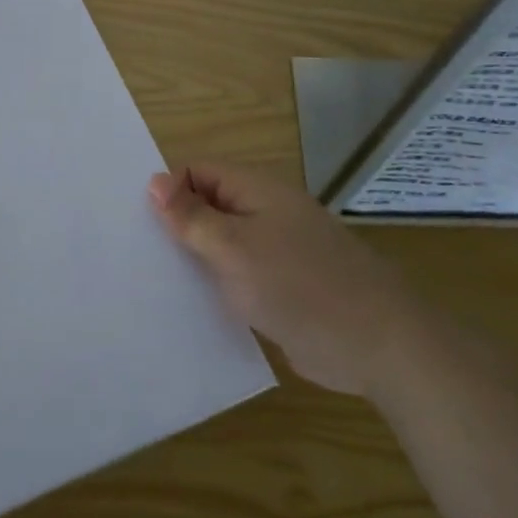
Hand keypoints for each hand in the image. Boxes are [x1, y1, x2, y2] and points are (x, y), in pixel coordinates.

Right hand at [149, 162, 415, 398]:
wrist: (379, 345)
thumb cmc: (300, 286)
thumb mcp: (234, 248)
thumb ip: (192, 217)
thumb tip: (153, 181)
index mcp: (256, 190)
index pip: (197, 171)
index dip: (169, 191)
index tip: (141, 223)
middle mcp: (265, 213)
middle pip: (208, 206)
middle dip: (177, 226)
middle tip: (138, 253)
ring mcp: (276, 251)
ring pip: (222, 244)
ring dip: (195, 259)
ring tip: (154, 281)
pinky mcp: (282, 287)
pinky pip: (239, 276)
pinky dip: (218, 286)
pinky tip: (192, 308)